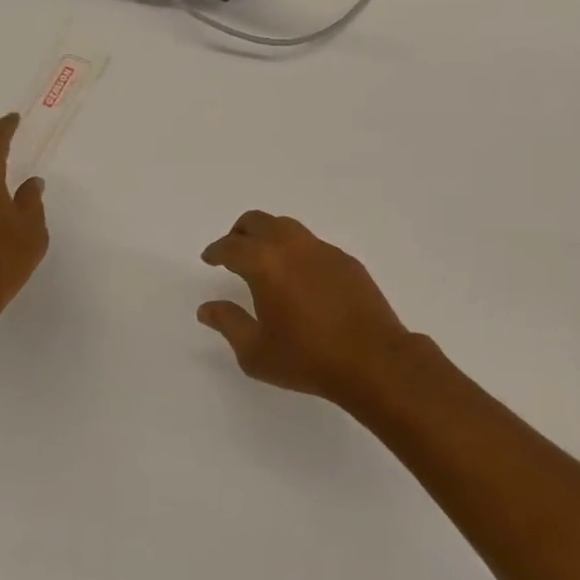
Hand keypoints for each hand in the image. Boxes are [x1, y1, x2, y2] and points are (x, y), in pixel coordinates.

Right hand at [198, 211, 417, 406]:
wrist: (371, 358)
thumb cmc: (306, 358)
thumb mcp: (256, 351)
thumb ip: (228, 323)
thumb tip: (207, 307)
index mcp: (265, 264)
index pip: (232, 246)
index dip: (216, 251)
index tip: (209, 258)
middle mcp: (292, 246)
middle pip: (258, 221)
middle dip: (240, 232)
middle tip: (232, 249)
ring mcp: (322, 249)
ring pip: (287, 227)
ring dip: (269, 235)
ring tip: (264, 258)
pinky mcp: (345, 259)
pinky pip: (312, 244)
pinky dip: (296, 250)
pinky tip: (299, 275)